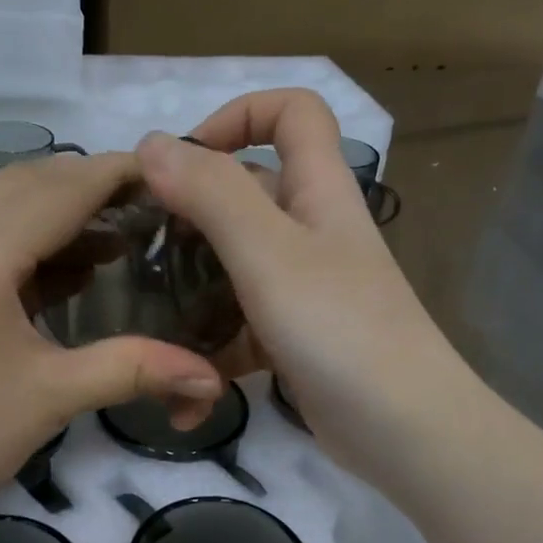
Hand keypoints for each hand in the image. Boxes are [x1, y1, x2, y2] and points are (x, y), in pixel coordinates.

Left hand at [0, 152, 224, 542]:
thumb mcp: (52, 396)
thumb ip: (136, 369)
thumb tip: (211, 376)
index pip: (63, 188)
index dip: (118, 174)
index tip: (168, 172)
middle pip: (25, 183)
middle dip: (87, 190)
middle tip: (147, 211)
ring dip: (49, 213)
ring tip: (109, 241)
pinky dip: (13, 239)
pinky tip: (49, 271)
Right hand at [138, 89, 463, 484]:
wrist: (403, 430)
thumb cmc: (339, 327)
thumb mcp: (269, 252)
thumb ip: (211, 193)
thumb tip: (151, 143)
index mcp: (318, 190)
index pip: (292, 112)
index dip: (239, 115)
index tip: (183, 161)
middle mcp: (311, 231)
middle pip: (245, 195)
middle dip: (188, 216)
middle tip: (139, 251)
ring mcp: (302, 289)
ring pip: (233, 267)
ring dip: (190, 292)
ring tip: (144, 322)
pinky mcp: (292, 339)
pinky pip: (239, 329)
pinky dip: (211, 353)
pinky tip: (183, 392)